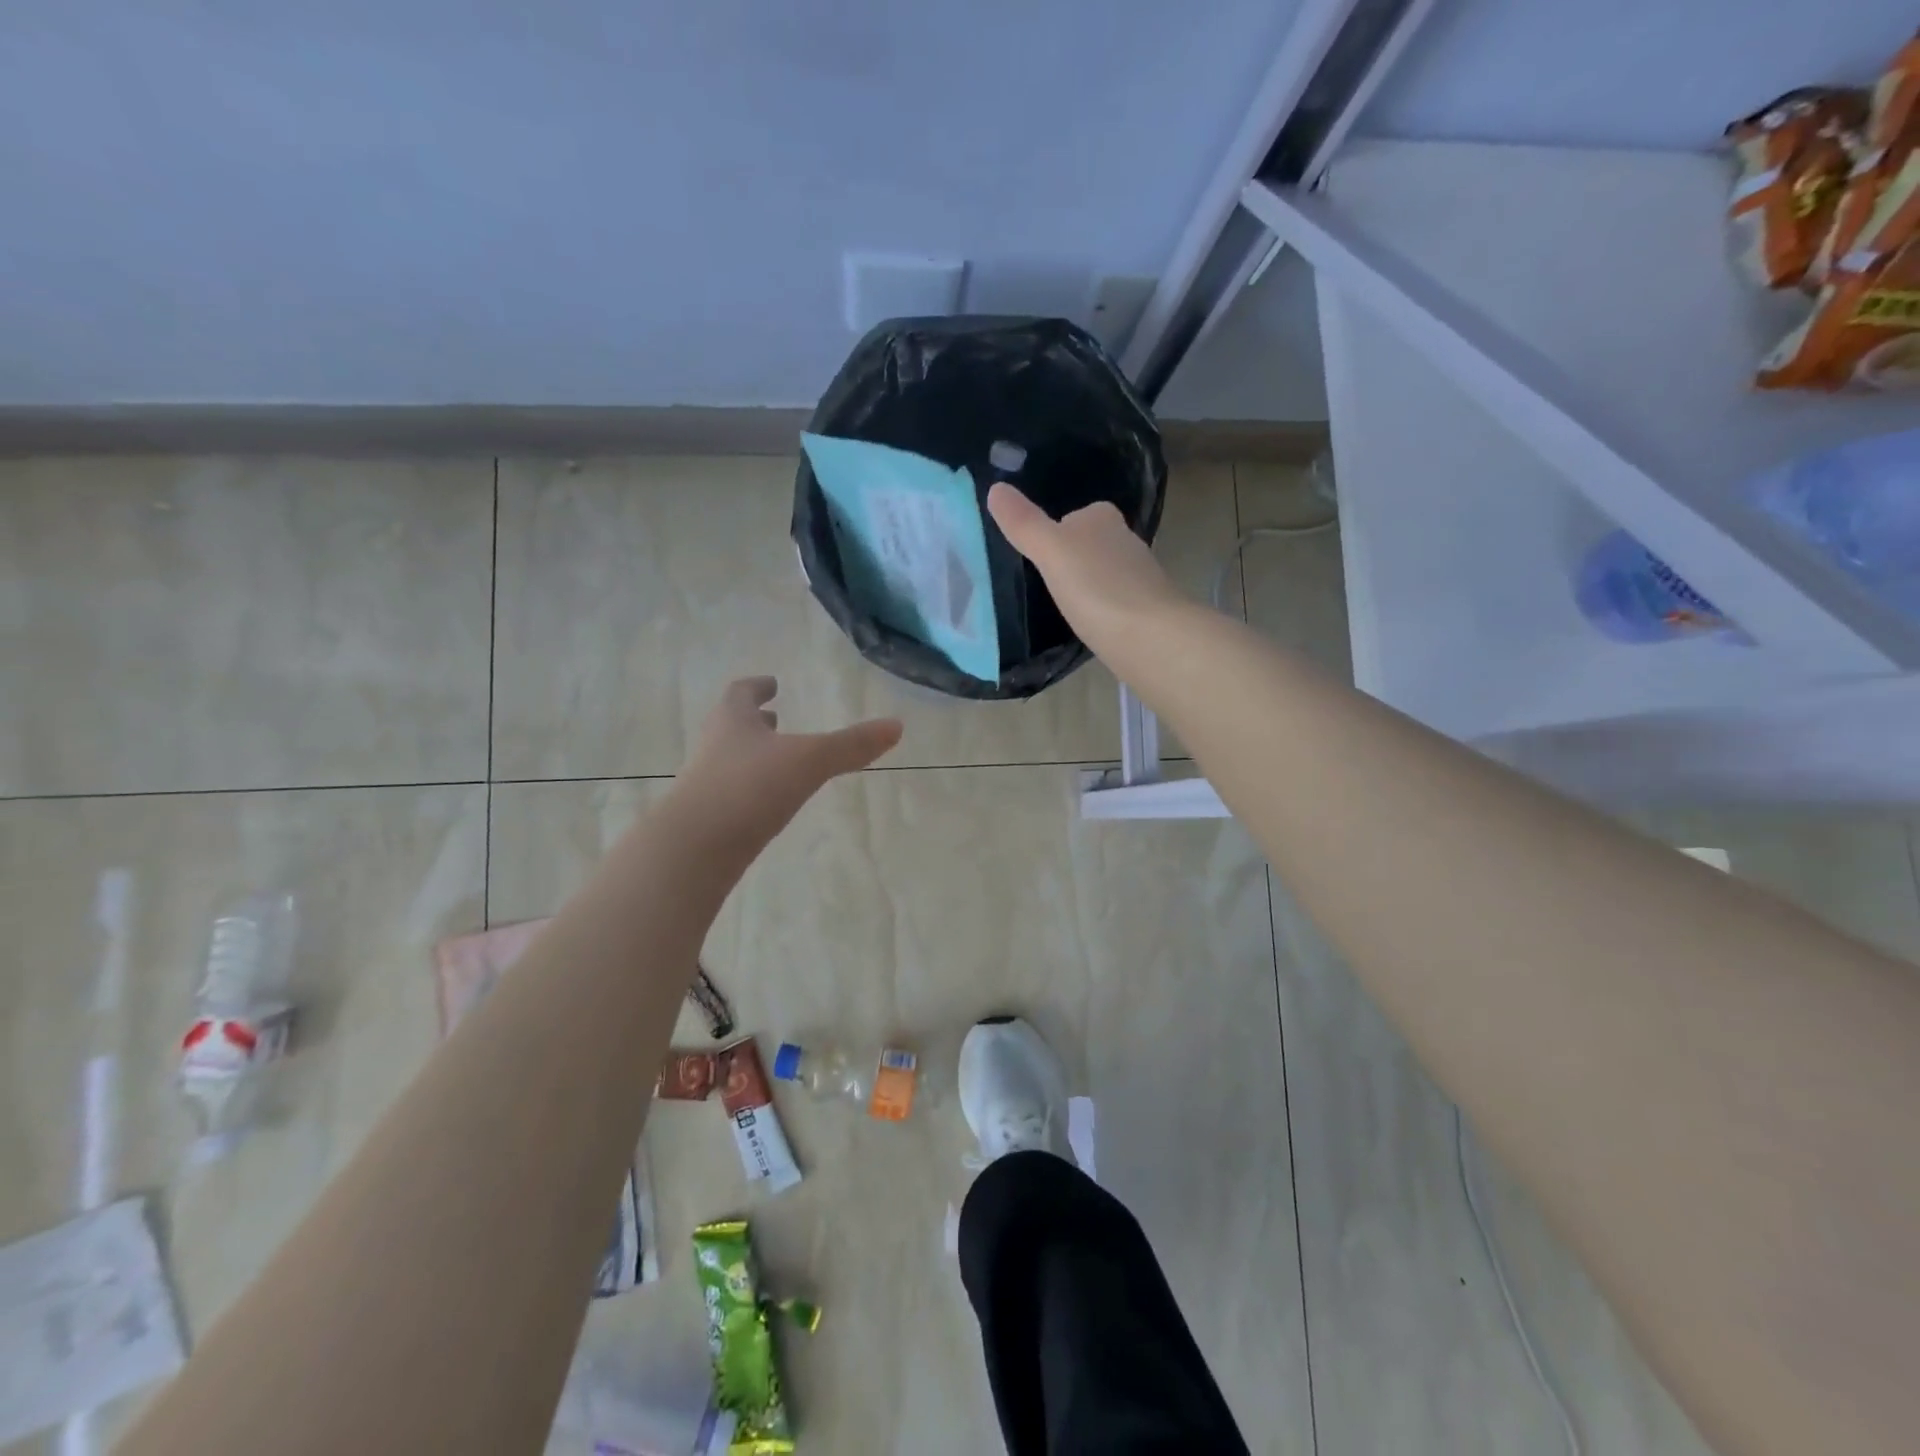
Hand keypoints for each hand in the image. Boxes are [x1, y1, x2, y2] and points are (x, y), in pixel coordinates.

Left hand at [670, 677, 902, 855]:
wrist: (694, 848)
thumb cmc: (750, 787)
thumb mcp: (810, 761)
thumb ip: (851, 745)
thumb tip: (897, 725)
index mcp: (732, 721)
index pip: (740, 693)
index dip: (756, 687)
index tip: (770, 684)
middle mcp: (714, 746)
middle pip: (731, 725)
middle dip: (753, 721)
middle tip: (772, 717)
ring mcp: (705, 784)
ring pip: (729, 759)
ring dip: (751, 754)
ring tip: (775, 759)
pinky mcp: (707, 819)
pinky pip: (730, 793)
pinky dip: (749, 788)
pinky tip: (766, 802)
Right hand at [987, 482, 1187, 663]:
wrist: (1149, 637)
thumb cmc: (1096, 587)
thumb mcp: (1051, 551)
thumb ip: (1024, 523)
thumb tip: (995, 488)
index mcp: (1102, 518)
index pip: (1074, 516)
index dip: (1055, 532)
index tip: (1036, 556)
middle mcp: (1125, 539)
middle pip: (1089, 543)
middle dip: (1072, 559)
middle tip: (1044, 583)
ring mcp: (1139, 575)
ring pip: (1103, 572)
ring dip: (1087, 584)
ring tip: (1062, 605)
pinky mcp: (1145, 608)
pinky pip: (1113, 600)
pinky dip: (1100, 608)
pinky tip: (1087, 624)